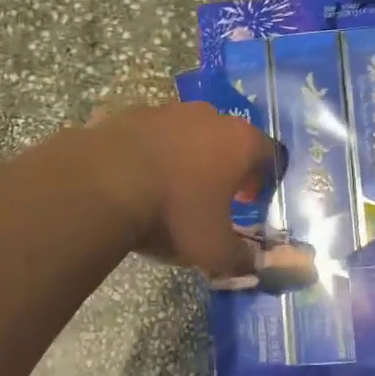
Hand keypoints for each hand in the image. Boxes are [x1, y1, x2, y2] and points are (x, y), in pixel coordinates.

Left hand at [87, 103, 276, 279]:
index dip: (264, 179)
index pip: (269, 154)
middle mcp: (210, 117)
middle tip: (214, 196)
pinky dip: (153, 152)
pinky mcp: (134, 113)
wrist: (105, 182)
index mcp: (240, 142)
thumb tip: (251, 265)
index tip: (250, 201)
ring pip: (190, 132)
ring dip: (188, 155)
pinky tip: (139, 178)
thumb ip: (239, 258)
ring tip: (173, 188)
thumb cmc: (174, 212)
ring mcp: (170, 110)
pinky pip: (153, 134)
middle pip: (229, 138)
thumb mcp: (213, 249)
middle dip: (226, 165)